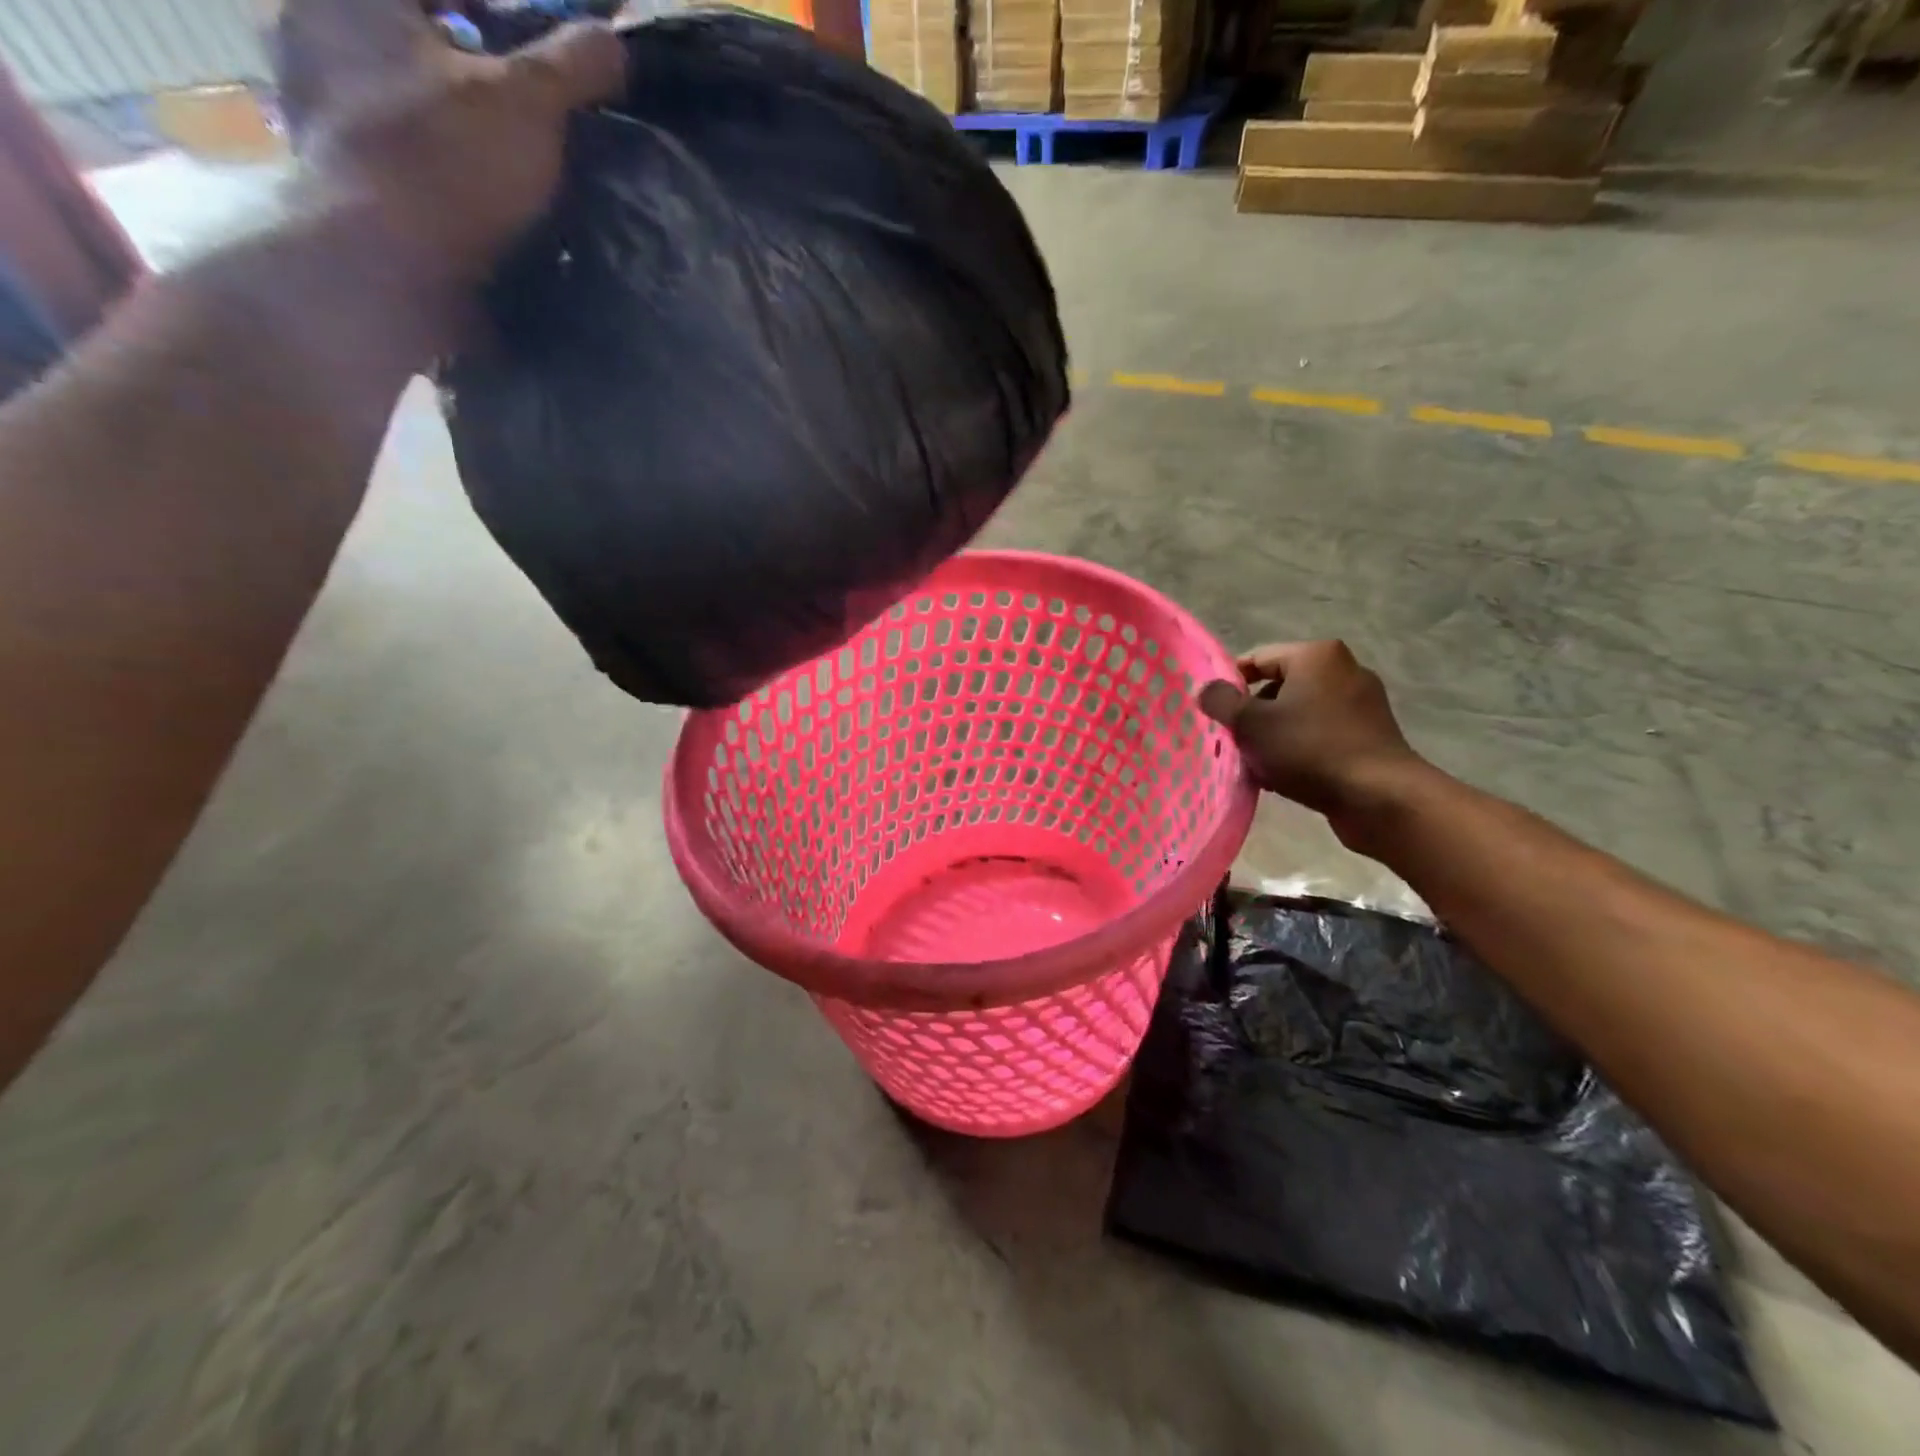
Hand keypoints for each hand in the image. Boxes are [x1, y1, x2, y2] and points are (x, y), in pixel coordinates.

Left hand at [276, 0, 626, 285]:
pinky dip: (441, 164)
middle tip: (531, 97)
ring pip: (403, 95)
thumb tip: (613, 40)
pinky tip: (484, 193)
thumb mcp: (529, 103)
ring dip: (456, 117)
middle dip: (473, 59)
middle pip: (415, 35)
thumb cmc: (449, 161)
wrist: (389, 267)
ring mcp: (320, 109)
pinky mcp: (339, 176)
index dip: (501, 9)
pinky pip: (399, 152)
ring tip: (515, 154)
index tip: (544, 35)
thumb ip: (572, 65)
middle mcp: (316, 34)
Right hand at [1198, 641, 1431, 845]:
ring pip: (1298, 714)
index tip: (1213, 714)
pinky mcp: (1371, 734)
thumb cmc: (1309, 750)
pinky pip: (1320, 734)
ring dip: (1273, 736)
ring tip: (1256, 765)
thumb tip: (1205, 688)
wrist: (1379, 797)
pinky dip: (1299, 748)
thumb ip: (1221, 701)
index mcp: (1316, 655)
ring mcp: (1362, 703)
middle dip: (1252, 715)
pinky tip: (1285, 775)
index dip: (1229, 685)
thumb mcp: (1252, 724)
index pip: (1257, 659)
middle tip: (1232, 742)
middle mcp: (1344, 669)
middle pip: (1278, 687)